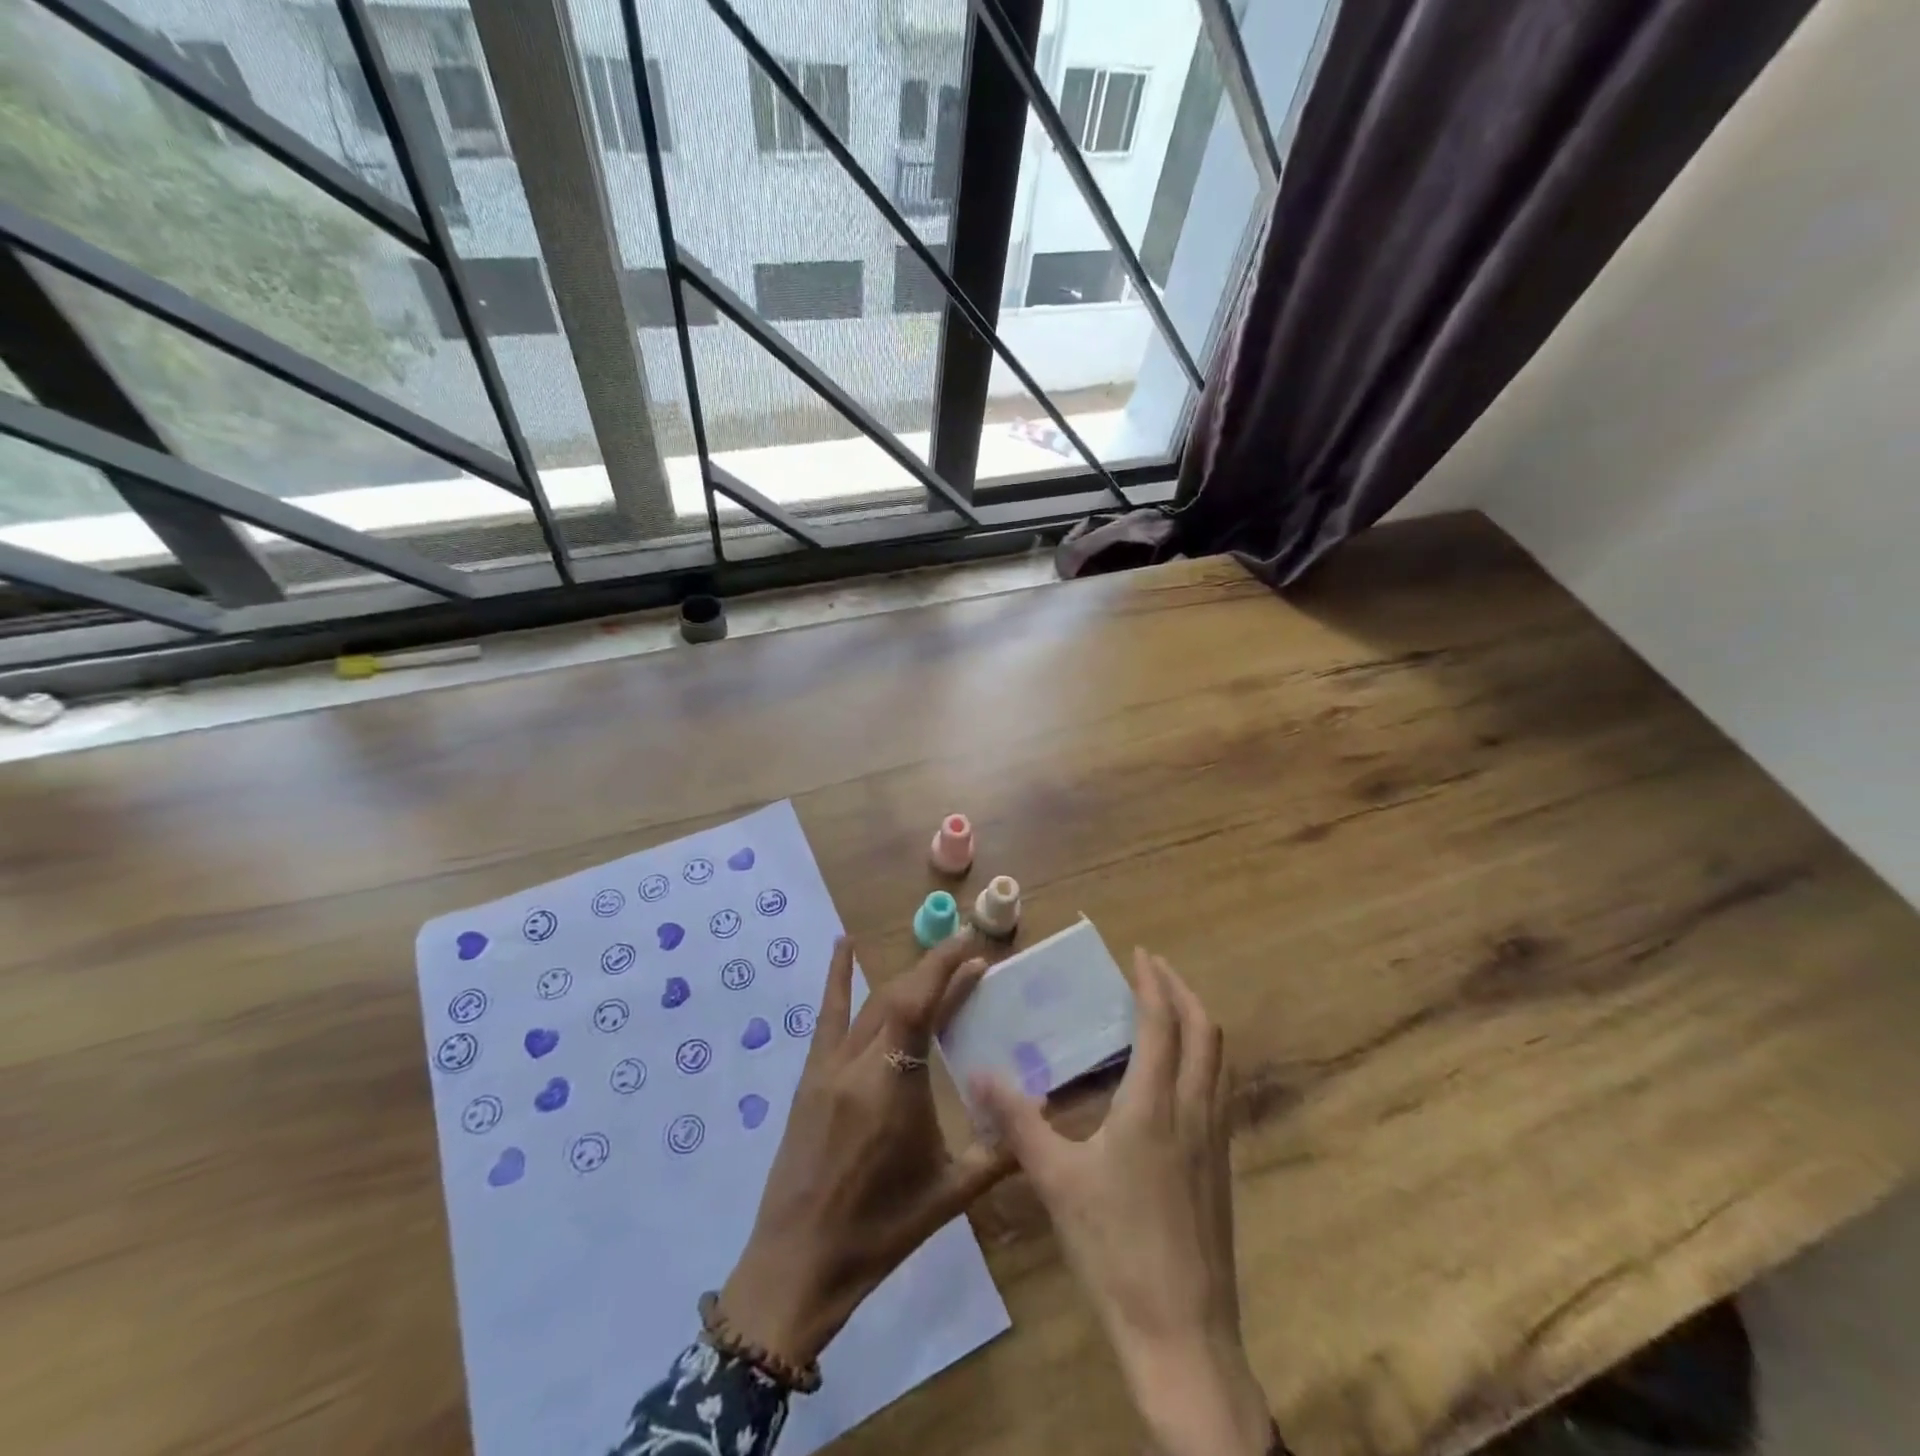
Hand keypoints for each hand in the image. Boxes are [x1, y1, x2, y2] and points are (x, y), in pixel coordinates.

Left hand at [720, 934, 1010, 1366]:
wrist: (798, 1262)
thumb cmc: (880, 1231)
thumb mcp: (949, 1195)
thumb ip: (999, 1151)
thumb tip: (1043, 1114)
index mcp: (893, 1088)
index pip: (920, 1006)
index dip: (945, 968)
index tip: (972, 945)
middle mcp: (859, 1065)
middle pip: (899, 997)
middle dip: (937, 970)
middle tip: (971, 959)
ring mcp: (829, 1067)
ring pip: (871, 1004)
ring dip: (906, 978)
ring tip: (937, 960)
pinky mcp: (810, 1076)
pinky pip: (828, 1017)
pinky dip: (838, 978)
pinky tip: (843, 945)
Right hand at [972, 950, 1270, 1455]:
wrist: (1182, 1337)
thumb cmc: (1115, 1249)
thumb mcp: (1056, 1181)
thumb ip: (1018, 1122)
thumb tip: (979, 1075)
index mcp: (1155, 1105)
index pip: (1162, 1023)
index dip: (1153, 982)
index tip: (1141, 953)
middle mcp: (1194, 1111)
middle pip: (1206, 1031)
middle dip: (1184, 992)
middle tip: (1157, 971)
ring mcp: (1216, 1141)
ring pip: (1219, 1060)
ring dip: (1199, 1023)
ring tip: (1169, 1012)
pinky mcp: (1222, 1168)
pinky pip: (1219, 1090)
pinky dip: (1203, 1060)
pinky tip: (1175, 1080)